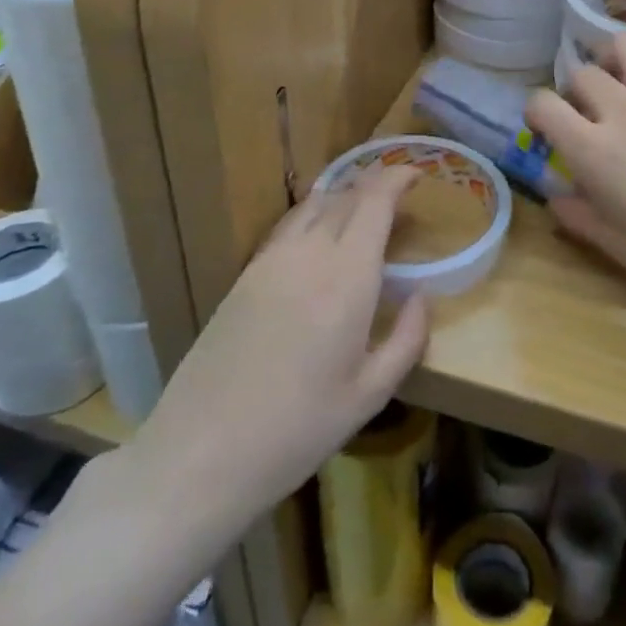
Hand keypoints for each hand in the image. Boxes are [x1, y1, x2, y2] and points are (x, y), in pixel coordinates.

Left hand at [134, 168, 430, 520]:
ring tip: (363, 212)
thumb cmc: (298, 429)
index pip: (374, 201)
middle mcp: (309, 253)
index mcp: (347, 276)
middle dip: (375, 185)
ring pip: (313, 205)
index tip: (418, 174)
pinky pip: (287, 226)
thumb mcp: (370, 394)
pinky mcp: (244, 276)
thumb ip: (407, 339)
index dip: (397, 177)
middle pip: (344, 195)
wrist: (202, 451)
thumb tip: (423, 297)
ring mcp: (270, 261)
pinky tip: (320, 238)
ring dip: (343, 196)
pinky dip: (313, 215)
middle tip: (399, 198)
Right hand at [527, 34, 625, 332]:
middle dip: (575, 91)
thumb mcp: (616, 246)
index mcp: (595, 151)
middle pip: (584, 73)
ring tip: (622, 85)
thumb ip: (578, 214)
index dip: (536, 112)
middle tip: (587, 115)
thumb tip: (557, 196)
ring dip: (615, 62)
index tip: (544, 128)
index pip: (544, 104)